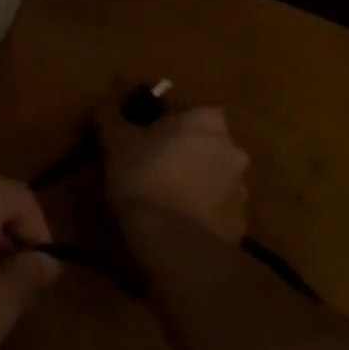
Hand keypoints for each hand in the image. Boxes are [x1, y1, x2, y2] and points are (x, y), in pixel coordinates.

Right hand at [100, 104, 249, 243]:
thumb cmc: (144, 176)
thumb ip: (113, 118)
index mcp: (206, 119)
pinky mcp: (240, 224)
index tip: (140, 138)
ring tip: (164, 198)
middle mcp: (232, 147)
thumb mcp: (117, 140)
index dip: (158, 123)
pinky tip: (177, 223)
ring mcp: (241, 188)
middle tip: (151, 166)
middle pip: (202, 143)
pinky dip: (200, 212)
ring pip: (212, 176)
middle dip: (181, 151)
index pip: (181, 111)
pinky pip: (215, 209)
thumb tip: (107, 108)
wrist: (173, 241)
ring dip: (194, 181)